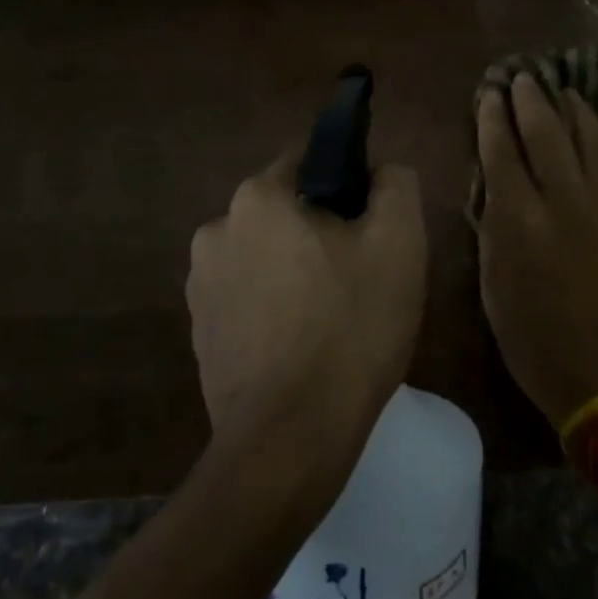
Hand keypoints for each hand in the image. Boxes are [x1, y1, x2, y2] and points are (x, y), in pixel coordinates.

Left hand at [186, 151, 426, 474]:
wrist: (290, 437)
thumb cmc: (350, 328)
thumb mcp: (398, 243)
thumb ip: (395, 184)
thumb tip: (380, 171)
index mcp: (258, 198)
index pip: (310, 161)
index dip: (349, 184)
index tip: (372, 225)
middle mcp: (216, 229)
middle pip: (285, 211)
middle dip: (321, 231)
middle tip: (360, 275)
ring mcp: (200, 284)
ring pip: (265, 255)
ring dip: (295, 270)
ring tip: (332, 317)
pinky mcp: (198, 331)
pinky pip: (247, 297)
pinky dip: (273, 307)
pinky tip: (301, 344)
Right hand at [475, 74, 597, 427]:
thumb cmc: (535, 339)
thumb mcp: (494, 285)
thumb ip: (492, 226)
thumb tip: (495, 183)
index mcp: (520, 221)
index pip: (502, 151)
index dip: (493, 118)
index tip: (490, 94)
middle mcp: (564, 200)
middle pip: (546, 131)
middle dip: (531, 99)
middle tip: (523, 77)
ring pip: (589, 136)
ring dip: (571, 108)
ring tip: (559, 90)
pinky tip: (595, 127)